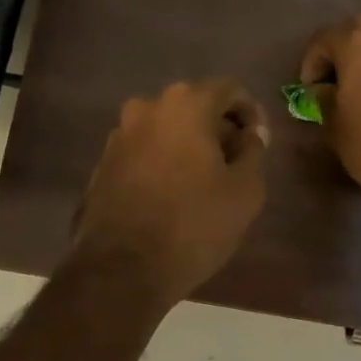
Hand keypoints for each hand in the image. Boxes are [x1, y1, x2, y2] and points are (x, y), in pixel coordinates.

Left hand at [72, 78, 269, 304]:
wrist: (121, 270)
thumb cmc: (193, 225)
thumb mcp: (245, 190)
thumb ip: (254, 151)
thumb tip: (249, 134)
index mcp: (185, 104)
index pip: (229, 89)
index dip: (250, 112)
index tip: (258, 143)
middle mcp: (147, 107)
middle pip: (194, 105)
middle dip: (218, 128)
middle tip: (234, 163)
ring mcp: (120, 134)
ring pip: (166, 127)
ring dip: (188, 144)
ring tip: (204, 182)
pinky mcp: (103, 162)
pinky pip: (144, 150)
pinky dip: (162, 161)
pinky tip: (172, 194)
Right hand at [299, 16, 360, 199]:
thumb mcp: (334, 124)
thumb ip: (324, 98)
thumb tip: (325, 90)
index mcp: (359, 43)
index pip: (324, 38)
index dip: (311, 62)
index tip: (308, 89)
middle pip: (358, 32)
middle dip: (341, 52)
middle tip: (332, 82)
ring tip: (360, 91)